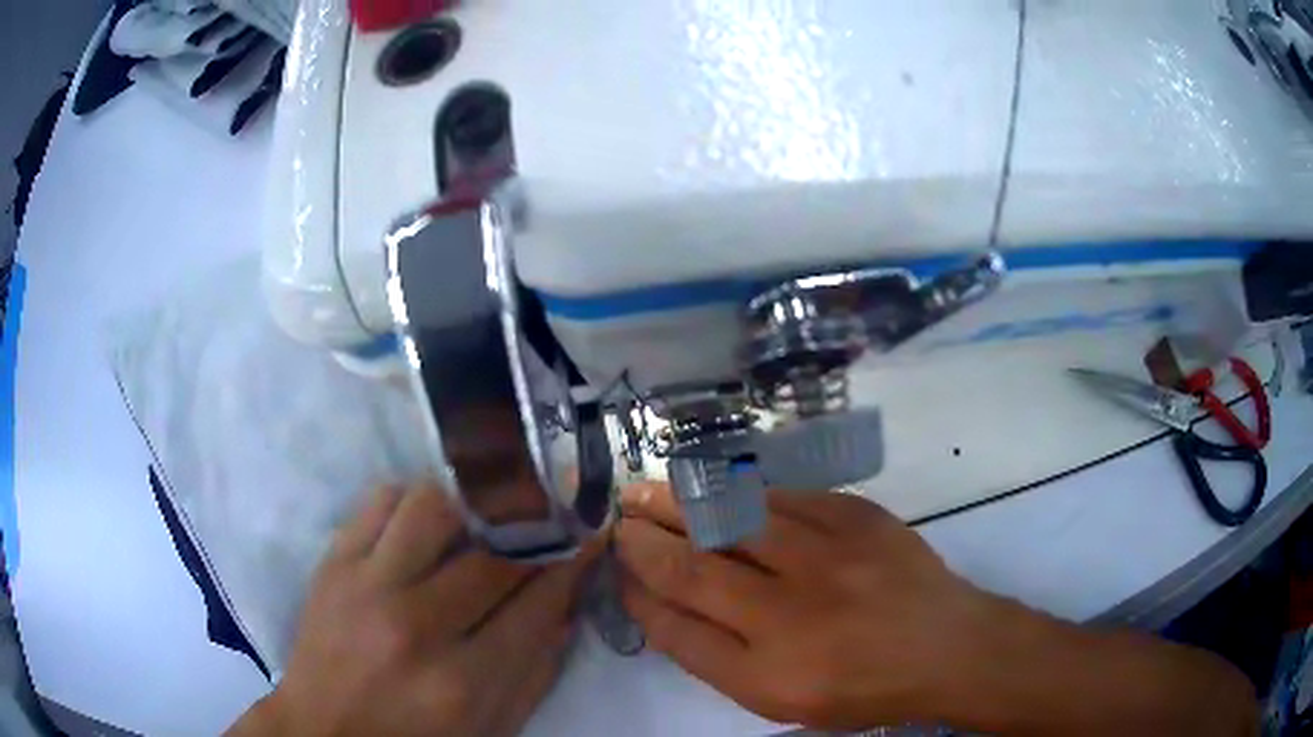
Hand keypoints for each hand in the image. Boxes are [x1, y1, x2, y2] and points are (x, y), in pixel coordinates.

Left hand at [229, 483, 600, 736]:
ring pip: (434, 505)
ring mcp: (367, 586)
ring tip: (490, 506)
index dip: (573, 559)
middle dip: (538, 523)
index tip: (591, 529)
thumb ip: (536, 672)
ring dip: (474, 499)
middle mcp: (416, 626)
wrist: (323, 729)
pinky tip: (428, 517)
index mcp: (463, 682)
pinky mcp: (334, 562)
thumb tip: (567, 605)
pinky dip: (414, 497)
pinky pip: (380, 499)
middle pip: (494, 552)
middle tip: (555, 506)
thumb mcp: (490, 728)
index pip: (537, 602)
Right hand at [616, 483, 1256, 734]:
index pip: (678, 624)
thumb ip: (717, 657)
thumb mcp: (781, 700)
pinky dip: (742, 492)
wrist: (949, 646)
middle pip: (696, 564)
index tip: (621, 565)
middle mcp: (793, 613)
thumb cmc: (863, 688)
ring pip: (734, 518)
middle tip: (620, 513)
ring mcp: (830, 556)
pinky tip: (719, 487)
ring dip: (682, 500)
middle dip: (647, 535)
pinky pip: (784, 497)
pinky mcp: (860, 517)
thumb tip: (664, 604)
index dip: (641, 590)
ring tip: (649, 487)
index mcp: (770, 671)